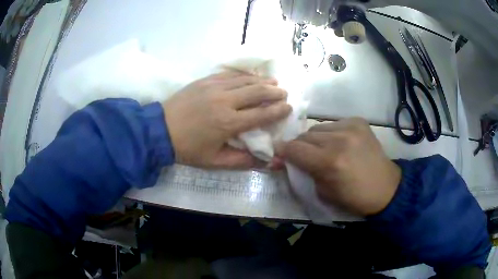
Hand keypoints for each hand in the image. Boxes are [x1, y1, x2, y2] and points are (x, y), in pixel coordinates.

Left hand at [163, 72, 291, 168]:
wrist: (160, 130)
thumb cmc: (188, 149)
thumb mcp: (215, 162)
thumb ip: (243, 161)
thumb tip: (268, 161)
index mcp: (229, 123)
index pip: (262, 114)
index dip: (279, 110)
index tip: (289, 108)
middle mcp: (225, 101)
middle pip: (258, 91)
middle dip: (275, 91)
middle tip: (284, 92)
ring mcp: (215, 87)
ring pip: (246, 80)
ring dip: (262, 80)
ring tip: (274, 81)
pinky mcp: (205, 80)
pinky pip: (230, 74)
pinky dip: (244, 75)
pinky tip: (251, 76)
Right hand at [276, 118, 400, 215]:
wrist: (385, 188)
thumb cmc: (353, 198)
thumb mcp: (323, 193)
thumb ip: (304, 173)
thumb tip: (286, 161)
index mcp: (329, 162)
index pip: (294, 149)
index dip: (281, 151)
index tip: (277, 153)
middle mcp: (339, 140)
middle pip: (305, 136)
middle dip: (299, 146)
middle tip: (302, 156)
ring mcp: (351, 127)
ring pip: (318, 128)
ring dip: (315, 139)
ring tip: (323, 149)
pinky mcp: (359, 122)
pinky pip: (334, 124)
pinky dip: (331, 133)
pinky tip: (340, 143)